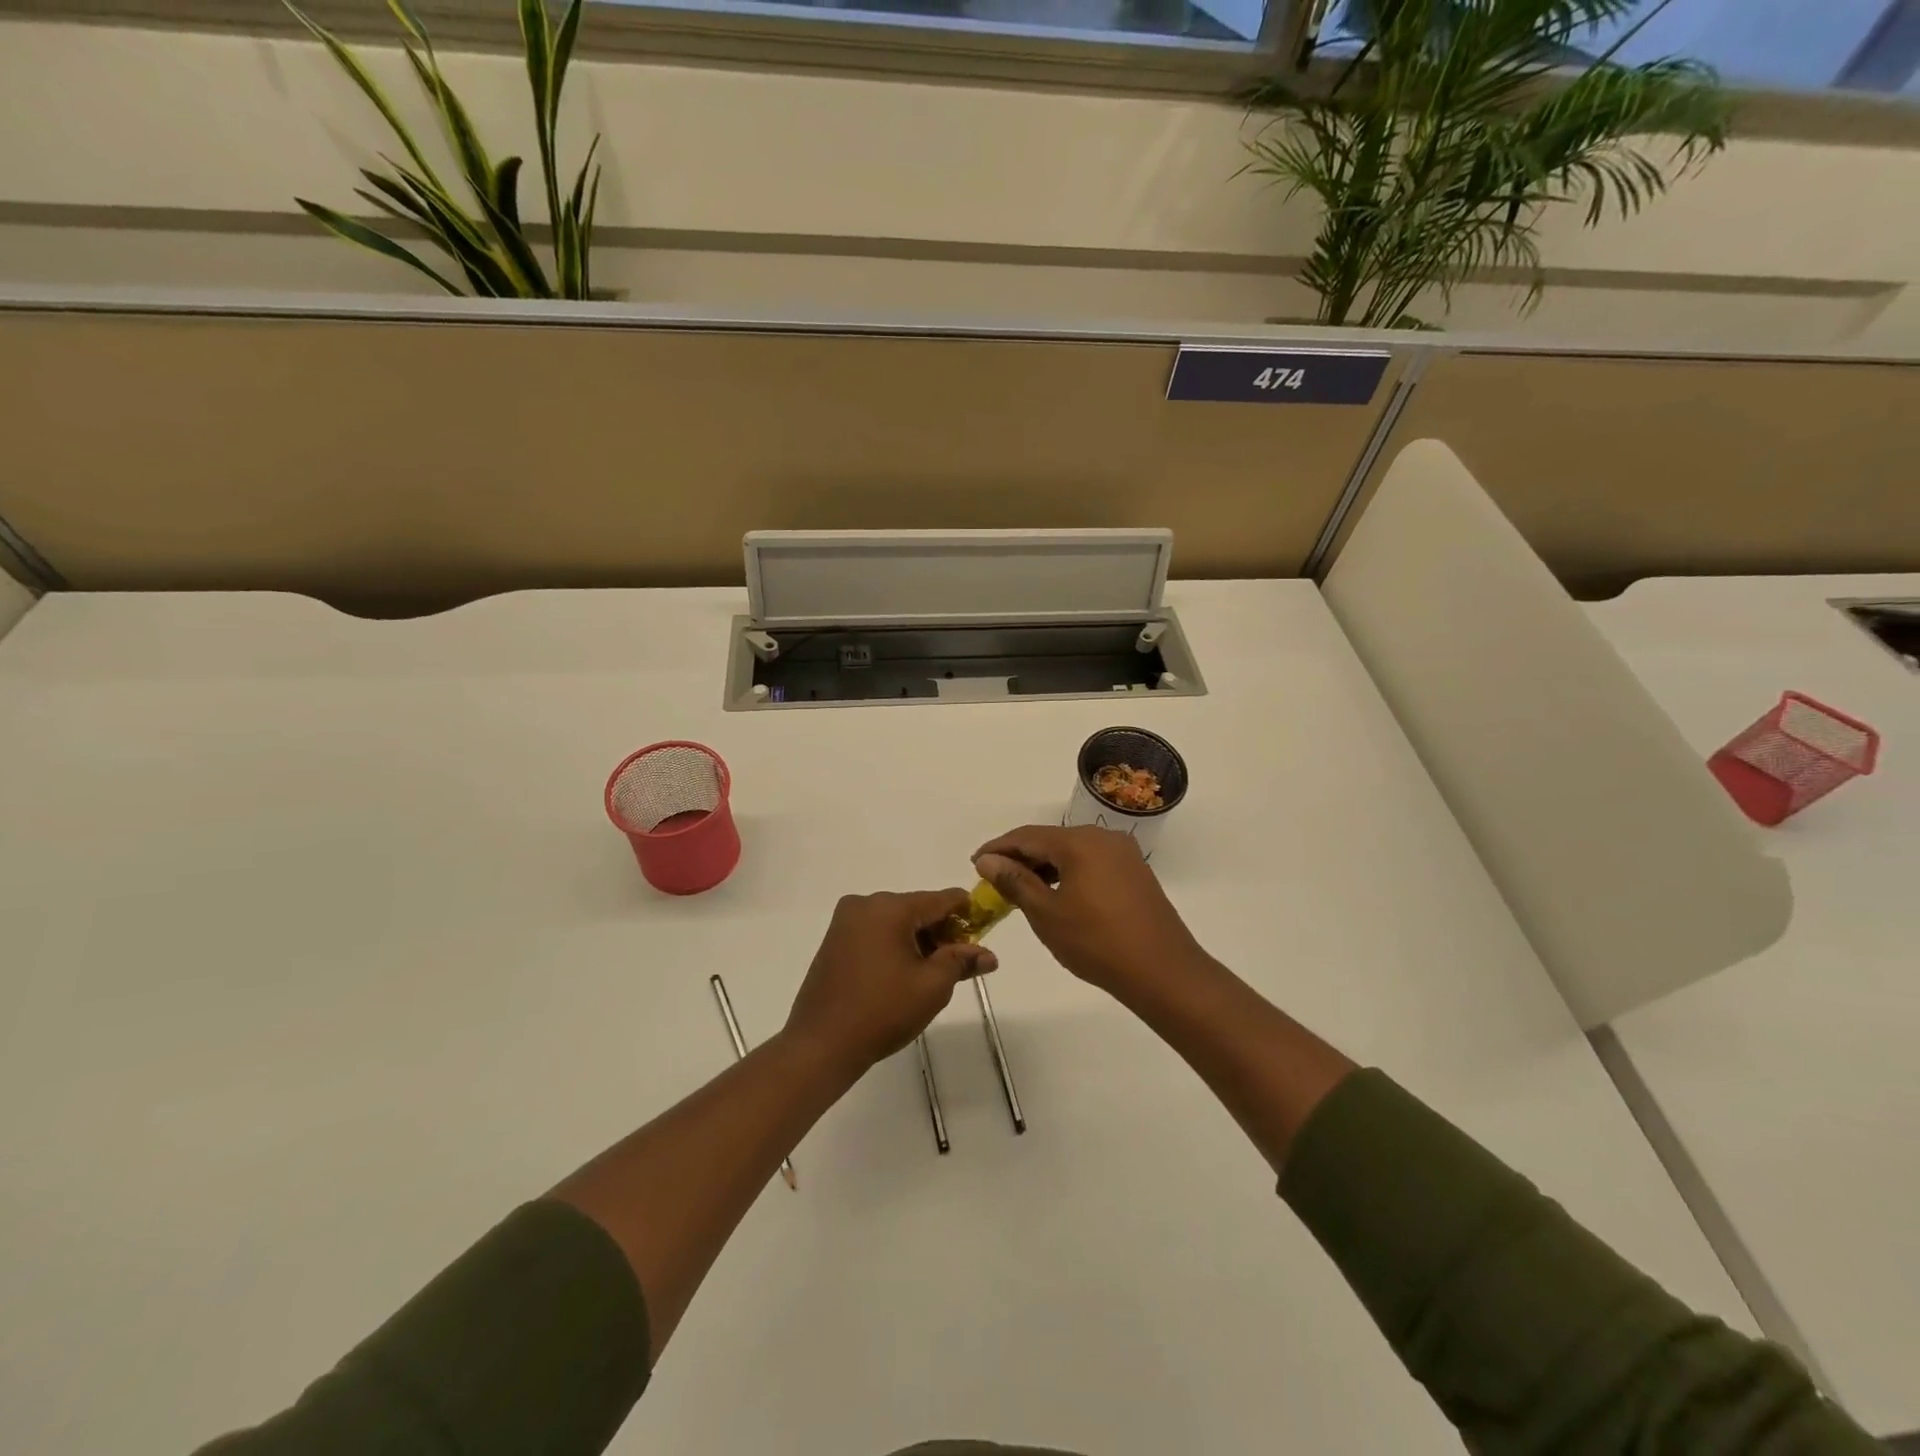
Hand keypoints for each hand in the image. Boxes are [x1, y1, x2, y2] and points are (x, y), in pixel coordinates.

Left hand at [784, 889, 997, 1075]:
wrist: (821, 1044)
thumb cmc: (883, 1011)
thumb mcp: (932, 986)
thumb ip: (962, 962)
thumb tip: (989, 955)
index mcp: (890, 907)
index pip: (941, 899)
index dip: (967, 913)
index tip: (984, 931)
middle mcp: (865, 904)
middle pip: (917, 908)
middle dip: (942, 932)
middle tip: (960, 964)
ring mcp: (845, 921)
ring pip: (896, 921)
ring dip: (918, 940)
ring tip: (932, 974)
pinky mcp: (834, 939)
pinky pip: (876, 932)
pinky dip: (895, 945)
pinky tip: (903, 974)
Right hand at [973, 825, 1208, 997]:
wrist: (1163, 971)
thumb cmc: (1097, 943)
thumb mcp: (1047, 914)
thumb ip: (1015, 881)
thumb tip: (988, 860)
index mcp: (1080, 842)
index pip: (1027, 836)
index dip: (998, 848)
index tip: (975, 863)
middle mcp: (1103, 838)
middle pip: (1051, 840)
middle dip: (1020, 858)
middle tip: (994, 880)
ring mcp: (1124, 854)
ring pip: (1072, 852)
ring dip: (1044, 867)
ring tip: (1020, 890)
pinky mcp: (1135, 873)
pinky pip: (1091, 863)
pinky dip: (1068, 874)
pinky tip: (1056, 895)